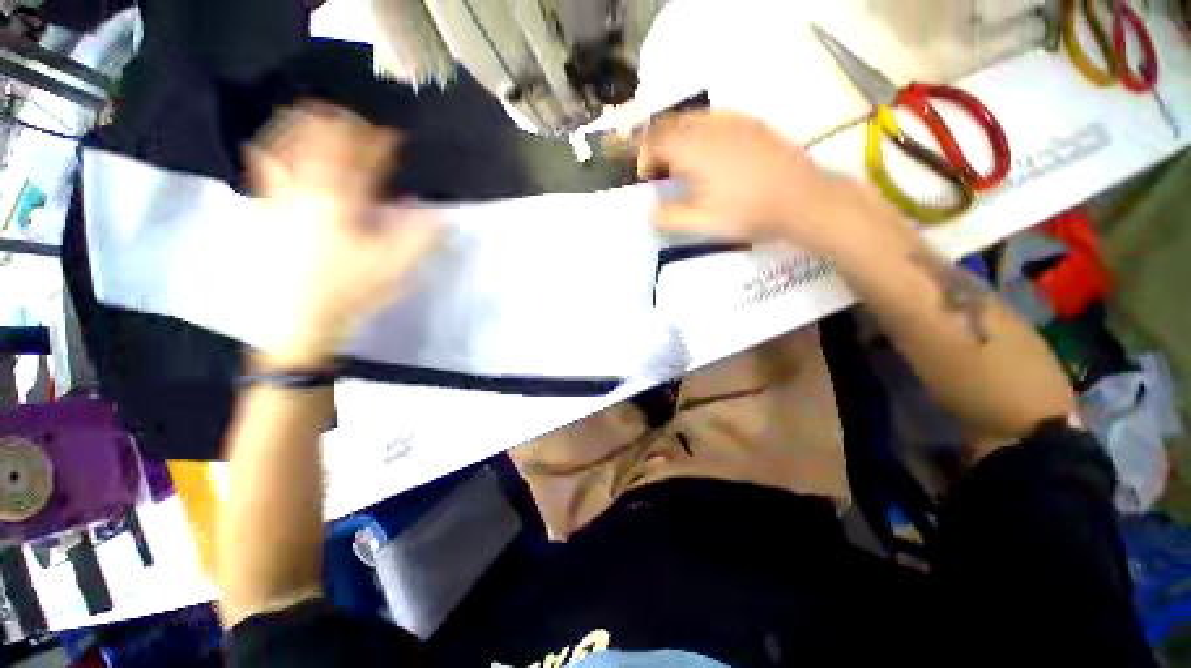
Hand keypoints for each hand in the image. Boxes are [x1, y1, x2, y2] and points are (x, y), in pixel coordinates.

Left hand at [247, 102, 437, 366]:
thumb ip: (420, 236)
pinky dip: (272, 149)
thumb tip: (446, 216)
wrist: (298, 320)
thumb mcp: (394, 267)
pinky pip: (265, 169)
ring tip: (320, 117)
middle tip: (358, 121)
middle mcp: (306, 190)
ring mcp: (281, 198)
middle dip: (342, 125)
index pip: (364, 161)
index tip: (396, 136)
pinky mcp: (266, 211)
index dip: (382, 144)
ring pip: (288, 148)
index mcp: (341, 203)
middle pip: (320, 143)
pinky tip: (275, 145)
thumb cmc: (350, 291)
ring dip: (305, 127)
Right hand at [637, 110, 892, 254]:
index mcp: (694, 150)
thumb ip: (670, 217)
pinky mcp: (751, 124)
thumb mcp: (703, 223)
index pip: (655, 141)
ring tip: (679, 159)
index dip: (643, 157)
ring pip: (692, 117)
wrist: (801, 199)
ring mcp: (733, 121)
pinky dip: (699, 129)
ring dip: (677, 135)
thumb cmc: (748, 213)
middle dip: (657, 144)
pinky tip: (708, 149)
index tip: (646, 177)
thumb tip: (649, 211)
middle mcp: (710, 127)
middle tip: (658, 168)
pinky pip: (715, 117)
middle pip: (671, 124)